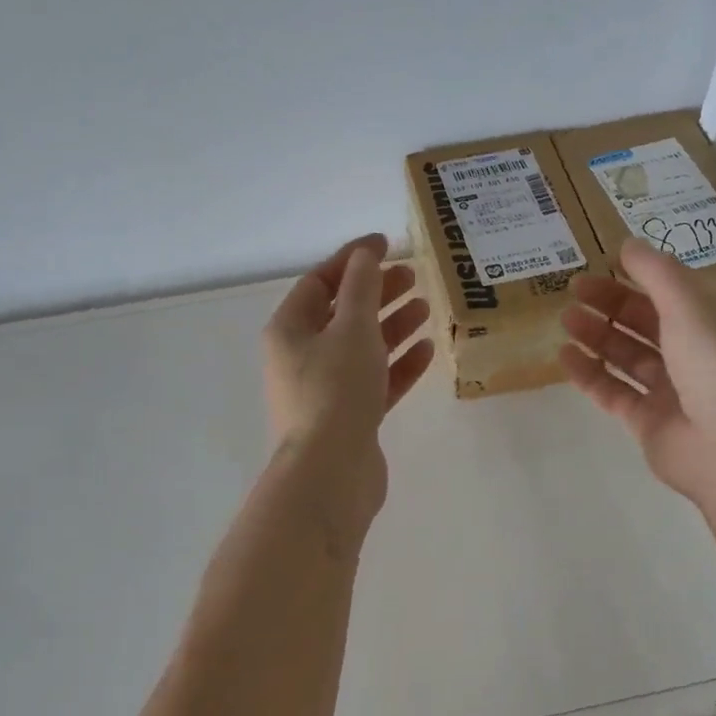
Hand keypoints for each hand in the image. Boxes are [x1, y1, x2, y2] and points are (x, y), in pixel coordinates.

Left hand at [263, 234, 434, 524]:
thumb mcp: (351, 328)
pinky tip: (426, 351)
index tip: (387, 244)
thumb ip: (361, 288)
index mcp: (289, 330)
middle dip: (377, 293)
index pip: (319, 282)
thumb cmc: (335, 390)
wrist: (331, 472)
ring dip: (392, 326)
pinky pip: (375, 381)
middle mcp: (302, 357)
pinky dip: (398, 365)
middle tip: (414, 277)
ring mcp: (325, 390)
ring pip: (361, 348)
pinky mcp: (349, 417)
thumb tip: (365, 255)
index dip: (352, 260)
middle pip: (342, 314)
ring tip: (426, 309)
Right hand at [559, 237, 715, 507]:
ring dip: (598, 336)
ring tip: (565, 321)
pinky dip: (591, 374)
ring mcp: (675, 392)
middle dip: (611, 305)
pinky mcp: (651, 423)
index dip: (639, 276)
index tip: (601, 264)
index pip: (676, 292)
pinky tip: (564, 357)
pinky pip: (615, 392)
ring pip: (630, 357)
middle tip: (573, 290)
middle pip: (649, 322)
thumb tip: (628, 244)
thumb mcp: (691, 306)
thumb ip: (657, 273)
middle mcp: (700, 355)